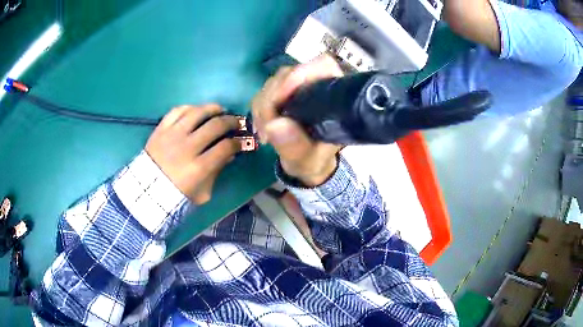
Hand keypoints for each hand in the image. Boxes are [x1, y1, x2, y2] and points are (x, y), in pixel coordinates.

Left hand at [146, 104, 240, 203]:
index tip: (239, 142)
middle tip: (236, 122)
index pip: (225, 147)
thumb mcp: (202, 193)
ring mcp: (172, 135)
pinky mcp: (161, 129)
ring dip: (213, 108)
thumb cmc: (177, 195)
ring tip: (220, 110)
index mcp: (198, 168)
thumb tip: (230, 155)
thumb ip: (216, 173)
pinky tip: (197, 110)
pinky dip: (189, 108)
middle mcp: (187, 147)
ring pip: (197, 112)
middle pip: (215, 126)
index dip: (237, 142)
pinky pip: (177, 111)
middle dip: (231, 122)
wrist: (147, 191)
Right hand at [252, 55, 343, 186]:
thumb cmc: (313, 159)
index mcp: (333, 96)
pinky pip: (263, 92)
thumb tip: (275, 125)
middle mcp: (316, 85)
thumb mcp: (307, 160)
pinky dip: (258, 110)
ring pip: (273, 82)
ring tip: (265, 135)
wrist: (305, 162)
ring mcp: (298, 87)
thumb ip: (295, 146)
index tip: (281, 99)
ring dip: (262, 108)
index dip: (300, 74)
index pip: (322, 66)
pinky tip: (262, 129)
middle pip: (289, 74)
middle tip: (267, 129)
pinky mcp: (282, 93)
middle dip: (272, 100)